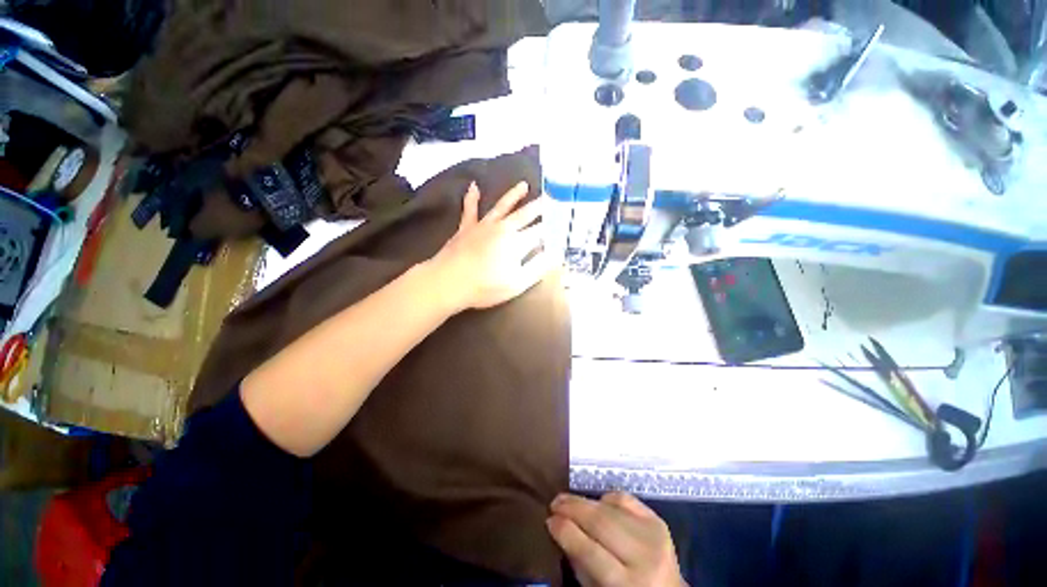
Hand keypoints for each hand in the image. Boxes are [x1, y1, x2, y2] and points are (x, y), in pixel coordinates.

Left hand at [428, 181, 551, 311]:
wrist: (447, 282)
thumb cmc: (484, 287)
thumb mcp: (517, 284)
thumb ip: (537, 268)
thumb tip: (556, 256)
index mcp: (517, 242)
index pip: (540, 232)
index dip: (551, 227)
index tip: (561, 221)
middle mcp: (503, 228)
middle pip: (525, 214)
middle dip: (539, 207)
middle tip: (550, 197)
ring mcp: (483, 225)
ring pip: (502, 206)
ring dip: (514, 195)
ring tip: (524, 185)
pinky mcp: (466, 227)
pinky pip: (470, 209)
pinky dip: (471, 198)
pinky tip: (473, 186)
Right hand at [548, 493, 686, 586]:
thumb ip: (580, 563)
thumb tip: (559, 527)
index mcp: (629, 584)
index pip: (590, 551)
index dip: (566, 532)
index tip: (549, 520)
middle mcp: (644, 557)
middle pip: (601, 523)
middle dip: (573, 509)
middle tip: (554, 503)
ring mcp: (654, 535)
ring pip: (610, 508)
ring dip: (584, 500)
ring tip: (566, 499)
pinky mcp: (658, 520)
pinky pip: (625, 499)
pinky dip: (607, 498)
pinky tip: (596, 503)